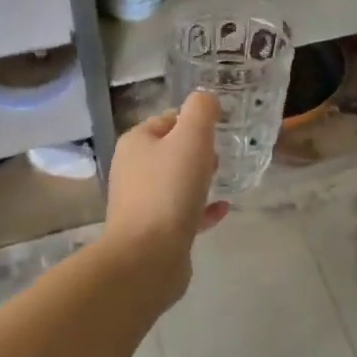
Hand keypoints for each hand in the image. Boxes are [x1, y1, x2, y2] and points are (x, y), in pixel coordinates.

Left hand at [103, 91, 230, 276]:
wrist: (148, 256)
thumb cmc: (169, 190)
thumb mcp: (191, 138)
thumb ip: (201, 111)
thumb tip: (206, 99)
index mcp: (136, 143)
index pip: (166, 119)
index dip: (193, 120)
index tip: (220, 127)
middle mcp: (133, 170)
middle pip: (169, 151)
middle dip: (196, 150)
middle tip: (223, 153)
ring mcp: (141, 203)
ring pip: (174, 182)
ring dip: (198, 179)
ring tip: (224, 177)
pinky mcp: (153, 232)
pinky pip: (181, 212)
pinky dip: (200, 208)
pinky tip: (222, 209)